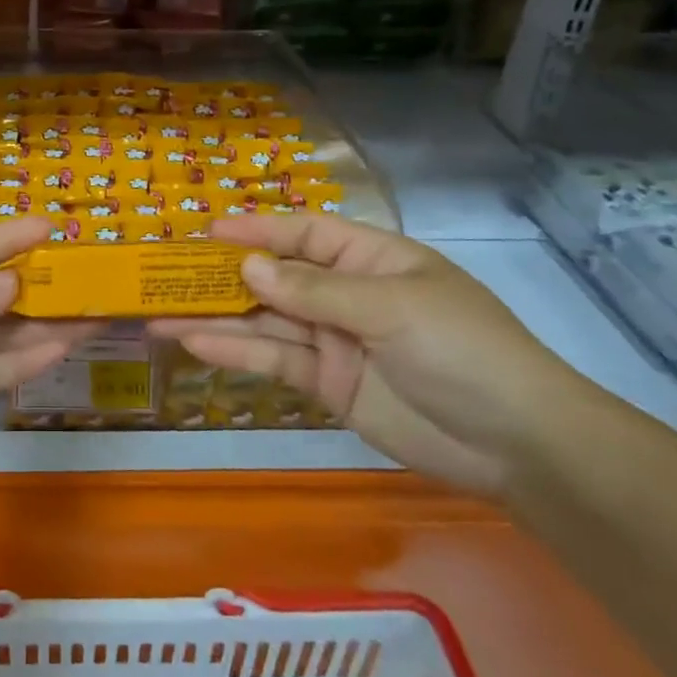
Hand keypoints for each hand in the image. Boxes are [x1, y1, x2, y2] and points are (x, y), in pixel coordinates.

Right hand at [151, 215, 594, 495]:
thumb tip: (247, 266)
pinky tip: (195, 344)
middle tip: (165, 275)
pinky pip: (275, 361)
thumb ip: (314, 290)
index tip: (206, 232)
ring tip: (159, 314)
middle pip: (275, 278)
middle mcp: (347, 295)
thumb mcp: (390, 308)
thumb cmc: (462, 350)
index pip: (304, 234)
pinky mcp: (328, 384)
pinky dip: (236, 354)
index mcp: (372, 259)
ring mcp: (335, 341)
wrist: (517, 445)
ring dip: (216, 318)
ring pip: (265, 322)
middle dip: (223, 276)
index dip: (256, 230)